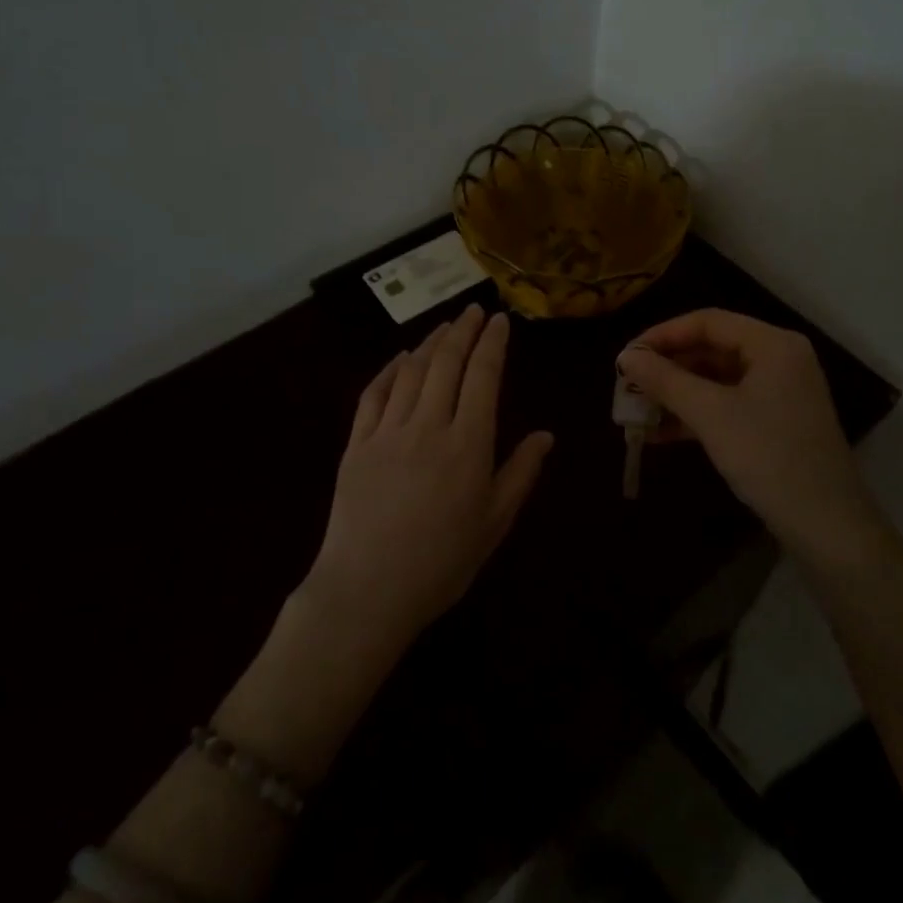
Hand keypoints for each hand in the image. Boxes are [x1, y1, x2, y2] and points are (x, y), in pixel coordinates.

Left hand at [304, 303, 553, 650]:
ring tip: (445, 327)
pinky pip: (373, 394)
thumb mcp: (494, 523)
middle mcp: (428, 426)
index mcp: (468, 444)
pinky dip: (389, 370)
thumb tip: (546, 435)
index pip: (483, 377)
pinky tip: (400, 358)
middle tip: (474, 310)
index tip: (500, 321)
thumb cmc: (441, 563)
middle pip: (446, 363)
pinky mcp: (356, 444)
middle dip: (463, 331)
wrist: (367, 591)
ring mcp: (387, 432)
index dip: (493, 343)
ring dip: (429, 343)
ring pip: (410, 371)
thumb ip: (520, 473)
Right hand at [618, 310, 876, 567]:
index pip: (707, 321)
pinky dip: (695, 414)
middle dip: (667, 367)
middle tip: (627, 384)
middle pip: (711, 348)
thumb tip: (625, 357)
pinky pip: (726, 405)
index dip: (662, 335)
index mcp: (772, 344)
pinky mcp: (774, 422)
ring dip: (676, 393)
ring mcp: (778, 392)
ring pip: (716, 379)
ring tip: (636, 410)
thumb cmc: (769, 457)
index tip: (626, 357)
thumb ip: (665, 380)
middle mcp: (778, 359)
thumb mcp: (710, 415)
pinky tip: (660, 433)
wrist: (827, 526)